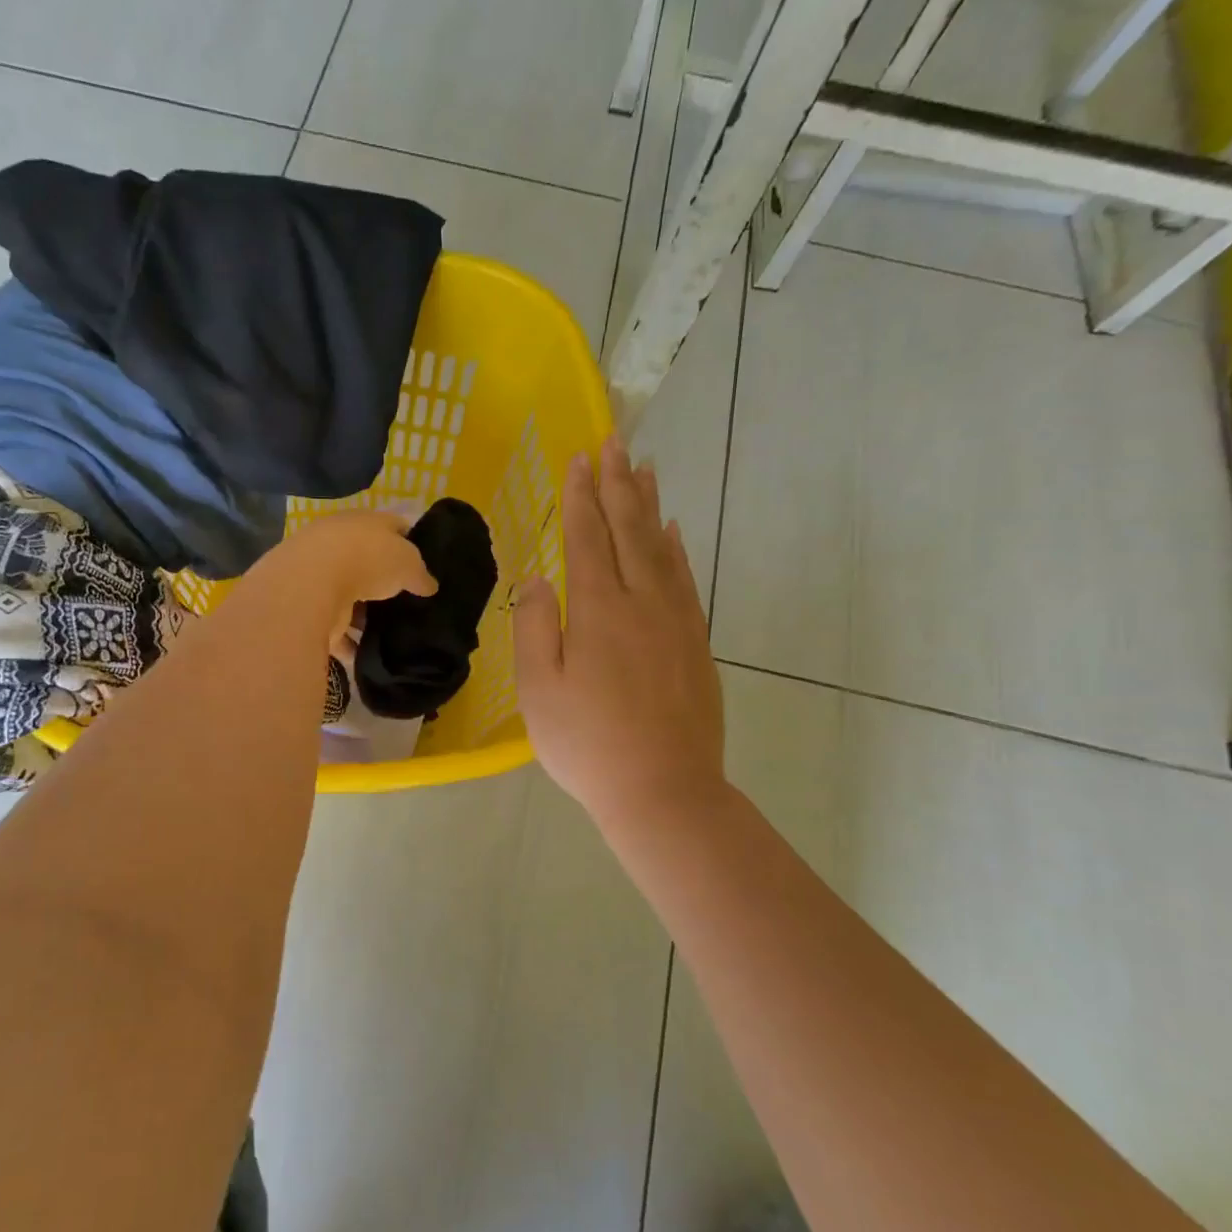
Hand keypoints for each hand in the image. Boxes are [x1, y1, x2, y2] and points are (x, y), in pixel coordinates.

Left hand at [261, 509, 436, 649]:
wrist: (311, 584)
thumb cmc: (367, 559)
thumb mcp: (408, 563)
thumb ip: (420, 574)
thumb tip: (429, 586)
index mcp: (364, 522)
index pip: (394, 527)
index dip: (412, 543)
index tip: (426, 566)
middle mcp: (339, 544)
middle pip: (369, 563)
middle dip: (386, 582)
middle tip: (410, 603)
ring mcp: (321, 576)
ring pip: (350, 596)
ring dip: (365, 614)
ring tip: (391, 633)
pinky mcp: (308, 608)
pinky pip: (335, 628)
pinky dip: (349, 642)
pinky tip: (366, 655)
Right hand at [515, 437, 724, 833]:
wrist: (664, 790)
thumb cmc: (588, 744)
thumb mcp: (539, 690)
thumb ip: (535, 626)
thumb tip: (539, 578)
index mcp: (598, 609)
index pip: (588, 536)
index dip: (581, 495)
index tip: (579, 457)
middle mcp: (642, 601)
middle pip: (630, 529)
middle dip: (618, 483)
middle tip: (614, 441)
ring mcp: (676, 620)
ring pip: (662, 547)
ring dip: (650, 505)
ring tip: (644, 469)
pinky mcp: (696, 641)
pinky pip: (686, 578)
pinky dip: (677, 548)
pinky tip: (672, 532)